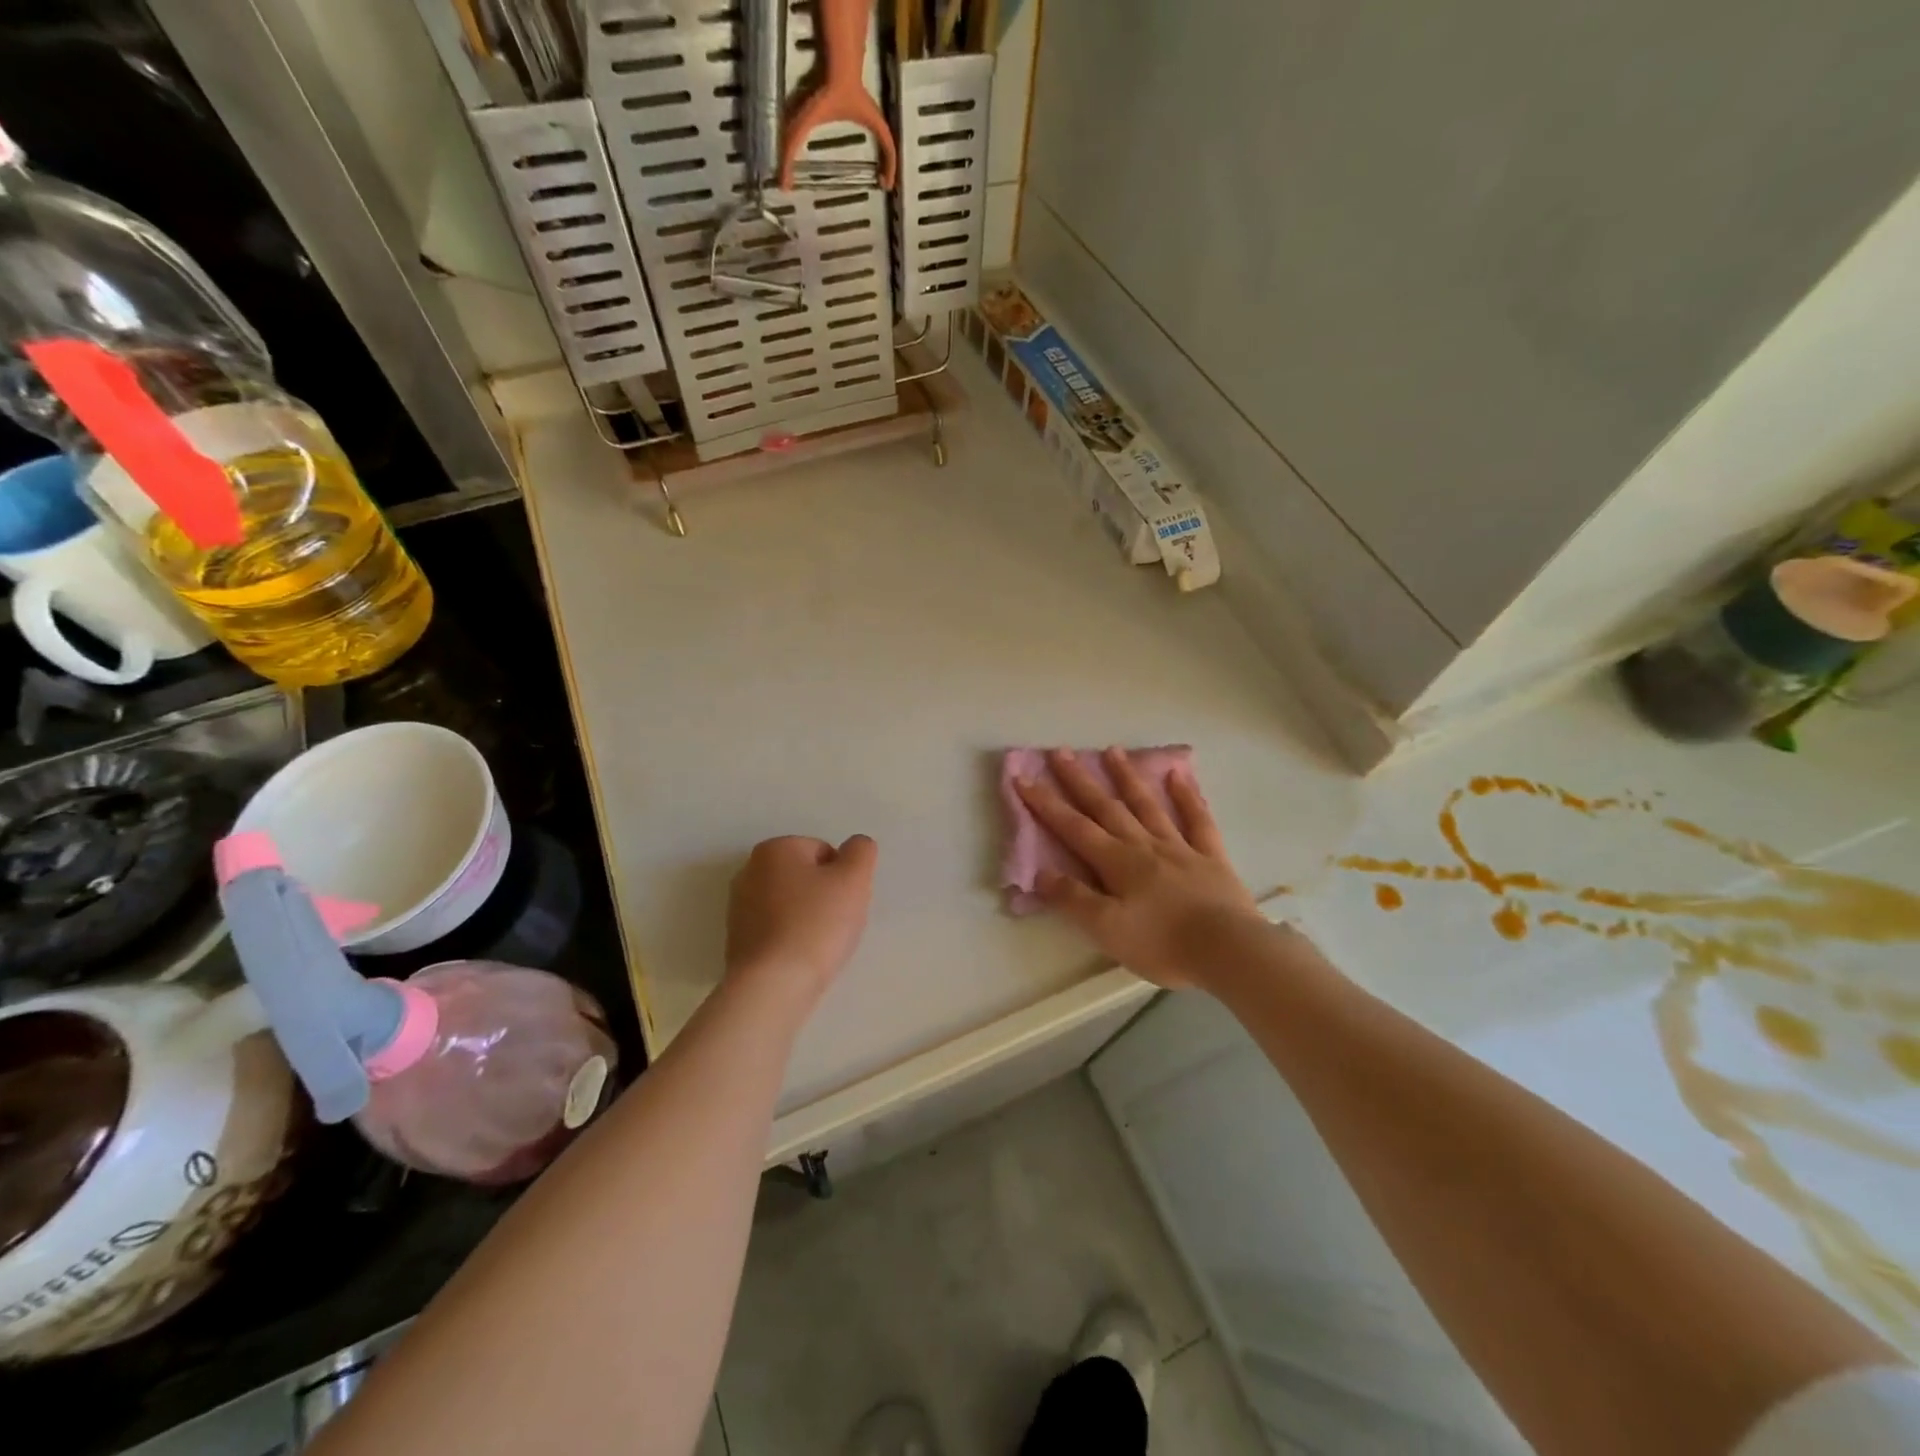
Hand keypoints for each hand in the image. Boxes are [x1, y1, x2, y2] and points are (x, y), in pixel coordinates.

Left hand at [725, 834, 878, 1008]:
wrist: (773, 986)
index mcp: (774, 849)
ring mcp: (739, 907)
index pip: (825, 851)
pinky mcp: (737, 940)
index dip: (843, 877)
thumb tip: (856, 845)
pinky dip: (791, 939)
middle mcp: (749, 871)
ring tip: (819, 944)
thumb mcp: (853, 879)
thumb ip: (860, 852)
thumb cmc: (816, 924)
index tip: (846, 903)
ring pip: (791, 904)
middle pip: (805, 877)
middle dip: (824, 896)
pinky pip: (776, 929)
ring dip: (808, 918)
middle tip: (837, 923)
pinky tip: (800, 958)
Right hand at [1015, 749, 1260, 988]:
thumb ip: (1073, 899)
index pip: (1073, 827)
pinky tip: (1178, 775)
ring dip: (1127, 778)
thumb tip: (1040, 872)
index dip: (1045, 803)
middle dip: (1079, 780)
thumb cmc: (1162, 944)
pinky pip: (1197, 820)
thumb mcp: (1107, 929)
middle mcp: (1143, 845)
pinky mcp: (1210, 857)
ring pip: (1147, 805)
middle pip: (1106, 807)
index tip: (1023, 777)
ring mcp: (1179, 847)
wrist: (1229, 950)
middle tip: (1060, 751)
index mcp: (1117, 862)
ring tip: (1112, 750)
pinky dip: (1187, 796)